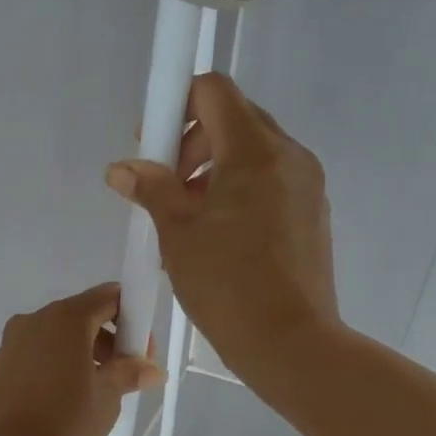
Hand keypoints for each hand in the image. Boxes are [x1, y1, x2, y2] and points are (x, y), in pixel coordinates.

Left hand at [0, 284, 162, 435]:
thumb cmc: (66, 422)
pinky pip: (37, 355)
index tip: (142, 350)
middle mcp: (35, 320)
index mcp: (66, 318)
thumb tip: (152, 369)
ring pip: (57, 336)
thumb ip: (129, 373)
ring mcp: (12, 343)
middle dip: (108, 340)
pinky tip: (65, 400)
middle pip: (82, 316)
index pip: (108, 297)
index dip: (132, 318)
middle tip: (125, 374)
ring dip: (82, 354)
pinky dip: (57, 365)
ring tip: (96, 392)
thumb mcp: (107, 397)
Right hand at [105, 73, 339, 391]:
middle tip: (167, 185)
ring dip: (216, 169)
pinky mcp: (314, 214)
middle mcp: (289, 156)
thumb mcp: (177, 234)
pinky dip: (242, 190)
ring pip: (255, 153)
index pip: (214, 91)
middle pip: (236, 119)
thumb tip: (122, 169)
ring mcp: (307, 185)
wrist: (291, 343)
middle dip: (193, 141)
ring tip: (190, 218)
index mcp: (254, 151)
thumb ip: (151, 189)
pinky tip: (220, 236)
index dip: (177, 105)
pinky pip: (273, 182)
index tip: (154, 144)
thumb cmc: (227, 285)